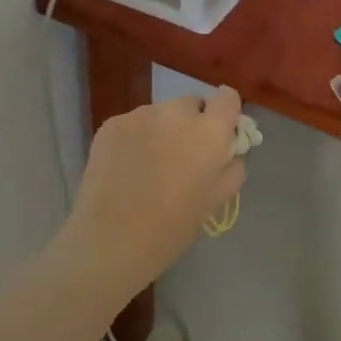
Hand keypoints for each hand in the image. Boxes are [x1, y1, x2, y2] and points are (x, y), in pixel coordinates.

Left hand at [59, 87, 247, 307]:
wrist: (109, 242)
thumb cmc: (170, 229)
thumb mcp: (214, 202)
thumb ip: (232, 168)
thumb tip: (230, 150)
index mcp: (208, 132)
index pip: (228, 98)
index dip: (225, 114)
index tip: (219, 135)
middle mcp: (176, 112)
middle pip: (193, 104)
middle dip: (192, 124)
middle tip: (182, 157)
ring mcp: (141, 114)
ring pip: (161, 113)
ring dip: (162, 130)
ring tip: (149, 166)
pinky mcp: (112, 123)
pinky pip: (134, 123)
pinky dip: (136, 137)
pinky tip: (126, 167)